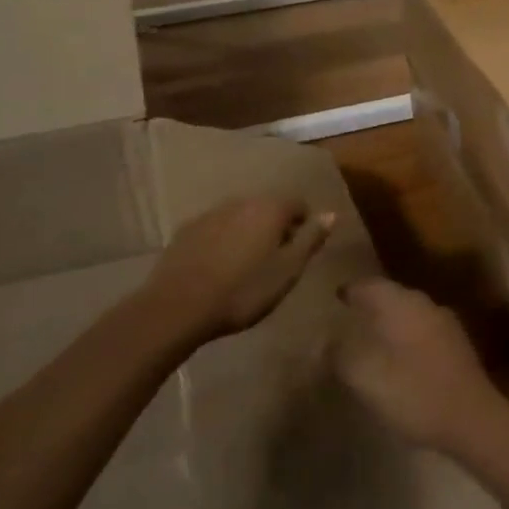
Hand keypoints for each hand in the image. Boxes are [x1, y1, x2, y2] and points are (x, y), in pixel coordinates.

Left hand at [147, 196, 333, 342]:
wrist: (177, 306)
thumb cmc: (242, 291)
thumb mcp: (287, 271)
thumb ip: (310, 239)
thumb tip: (331, 213)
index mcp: (270, 208)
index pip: (299, 204)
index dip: (305, 226)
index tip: (301, 253)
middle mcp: (242, 201)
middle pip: (269, 208)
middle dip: (276, 228)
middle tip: (276, 262)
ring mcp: (211, 213)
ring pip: (241, 217)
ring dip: (249, 234)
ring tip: (247, 267)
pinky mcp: (187, 229)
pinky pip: (217, 228)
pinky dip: (224, 241)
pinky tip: (219, 268)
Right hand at [333, 277, 508, 458]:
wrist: (473, 419)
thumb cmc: (414, 392)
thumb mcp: (365, 377)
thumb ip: (340, 355)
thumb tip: (324, 340)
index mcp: (401, 303)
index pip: (370, 285)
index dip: (351, 290)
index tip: (336, 296)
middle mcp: (425, 304)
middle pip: (392, 295)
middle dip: (371, 303)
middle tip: (350, 316)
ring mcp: (445, 323)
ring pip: (410, 313)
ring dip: (390, 321)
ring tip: (372, 337)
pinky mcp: (458, 346)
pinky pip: (423, 331)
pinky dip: (406, 338)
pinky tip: (400, 358)